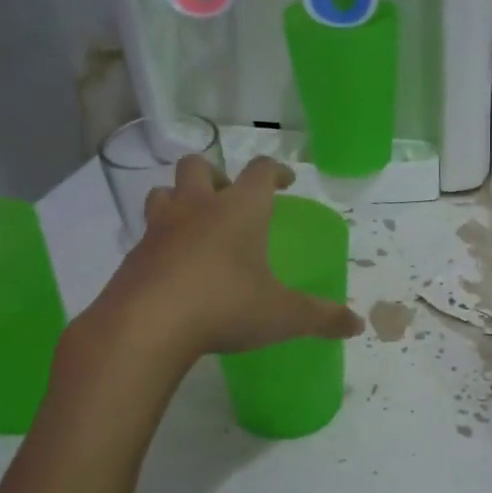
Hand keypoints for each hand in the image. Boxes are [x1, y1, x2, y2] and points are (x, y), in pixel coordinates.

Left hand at [75, 156, 362, 364]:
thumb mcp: (283, 316)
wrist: (146, 326)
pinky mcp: (134, 255)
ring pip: (163, 192)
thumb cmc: (225, 306)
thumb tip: (357, 324)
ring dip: (180, 199)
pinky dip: (162, 241)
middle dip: (215, 175)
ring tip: (195, 226)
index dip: (276, 170)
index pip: (261, 171)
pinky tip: (174, 268)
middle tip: (228, 199)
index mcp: (239, 210)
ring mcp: (160, 228)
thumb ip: (321, 317)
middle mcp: (197, 207)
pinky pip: (148, 234)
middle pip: (198, 166)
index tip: (285, 180)